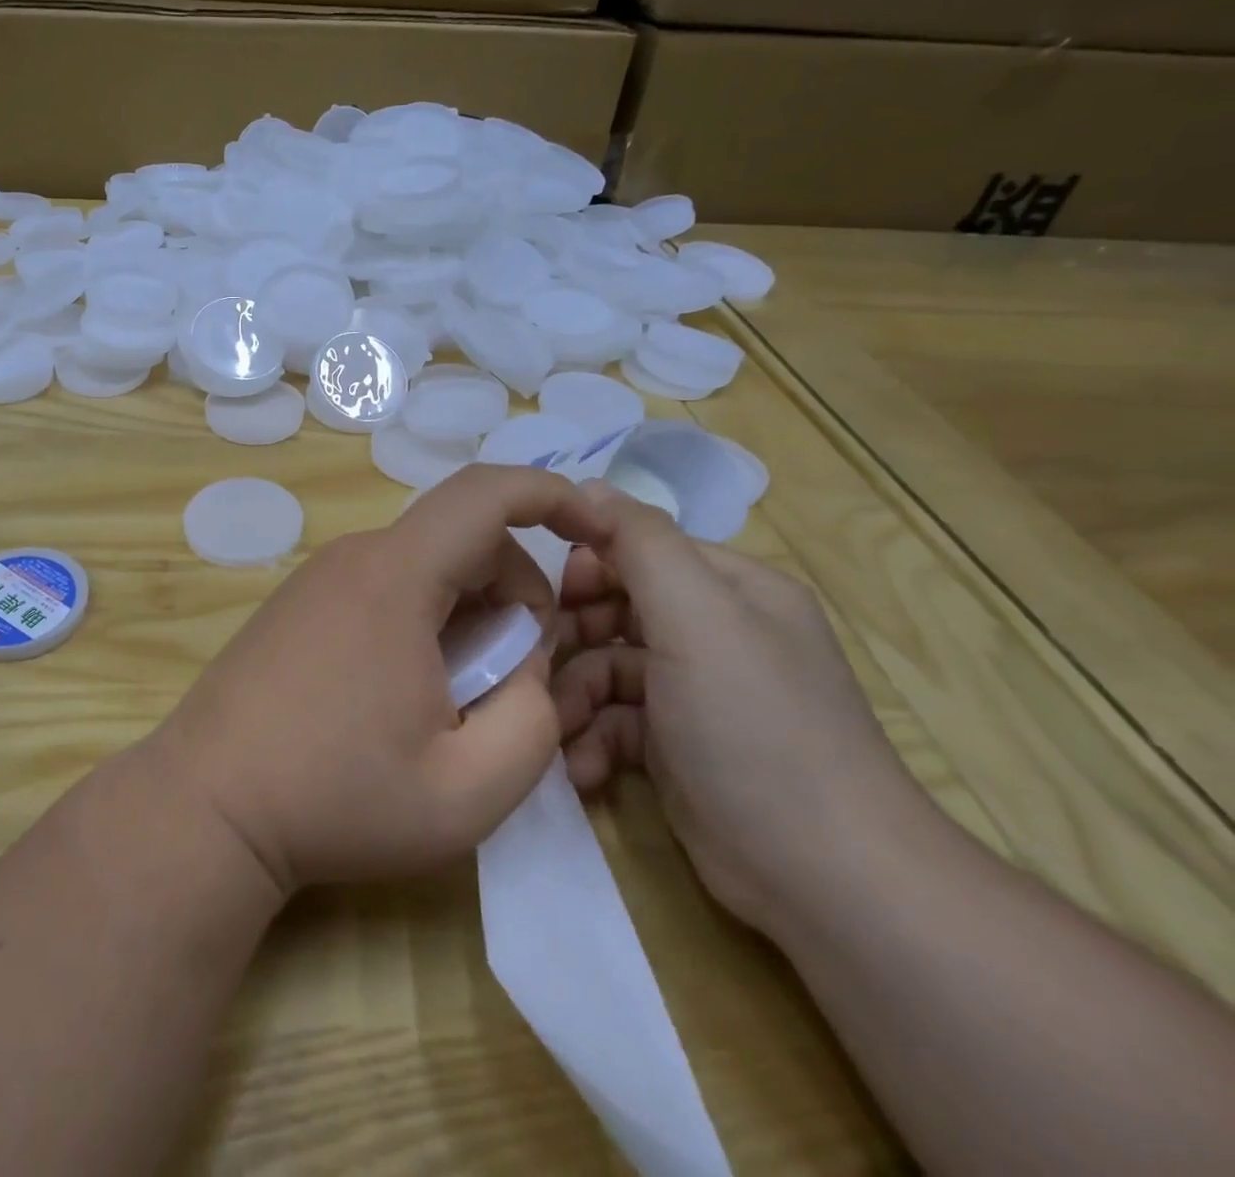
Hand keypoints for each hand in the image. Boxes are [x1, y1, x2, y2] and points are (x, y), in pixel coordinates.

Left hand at [155, 465, 612, 895]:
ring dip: (467, 612)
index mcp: (396, 577)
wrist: (207, 806)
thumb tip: (526, 668)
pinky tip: (404, 692)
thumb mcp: (468, 790)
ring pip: (424, 565)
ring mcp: (318, 577)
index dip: (552, 494)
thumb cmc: (336, 799)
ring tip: (454, 697)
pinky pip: (384, 586)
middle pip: (462, 538)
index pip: (485, 493)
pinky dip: (422, 619)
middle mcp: (355, 557)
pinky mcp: (298, 603)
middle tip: (510, 677)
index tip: (595, 530)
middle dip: (513, 592)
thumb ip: (533, 723)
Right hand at [551, 485, 931, 938]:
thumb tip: (587, 486)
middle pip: (616, 609)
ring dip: (575, 697)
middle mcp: (715, 633)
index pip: (640, 549)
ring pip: (607, 668)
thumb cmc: (753, 726)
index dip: (589, 567)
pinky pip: (616, 721)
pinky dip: (594, 741)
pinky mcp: (677, 747)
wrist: (822, 876)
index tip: (552, 598)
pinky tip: (584, 770)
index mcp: (731, 589)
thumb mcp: (696, 617)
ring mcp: (696, 694)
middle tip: (540, 665)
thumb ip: (640, 543)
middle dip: (573, 637)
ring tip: (559, 731)